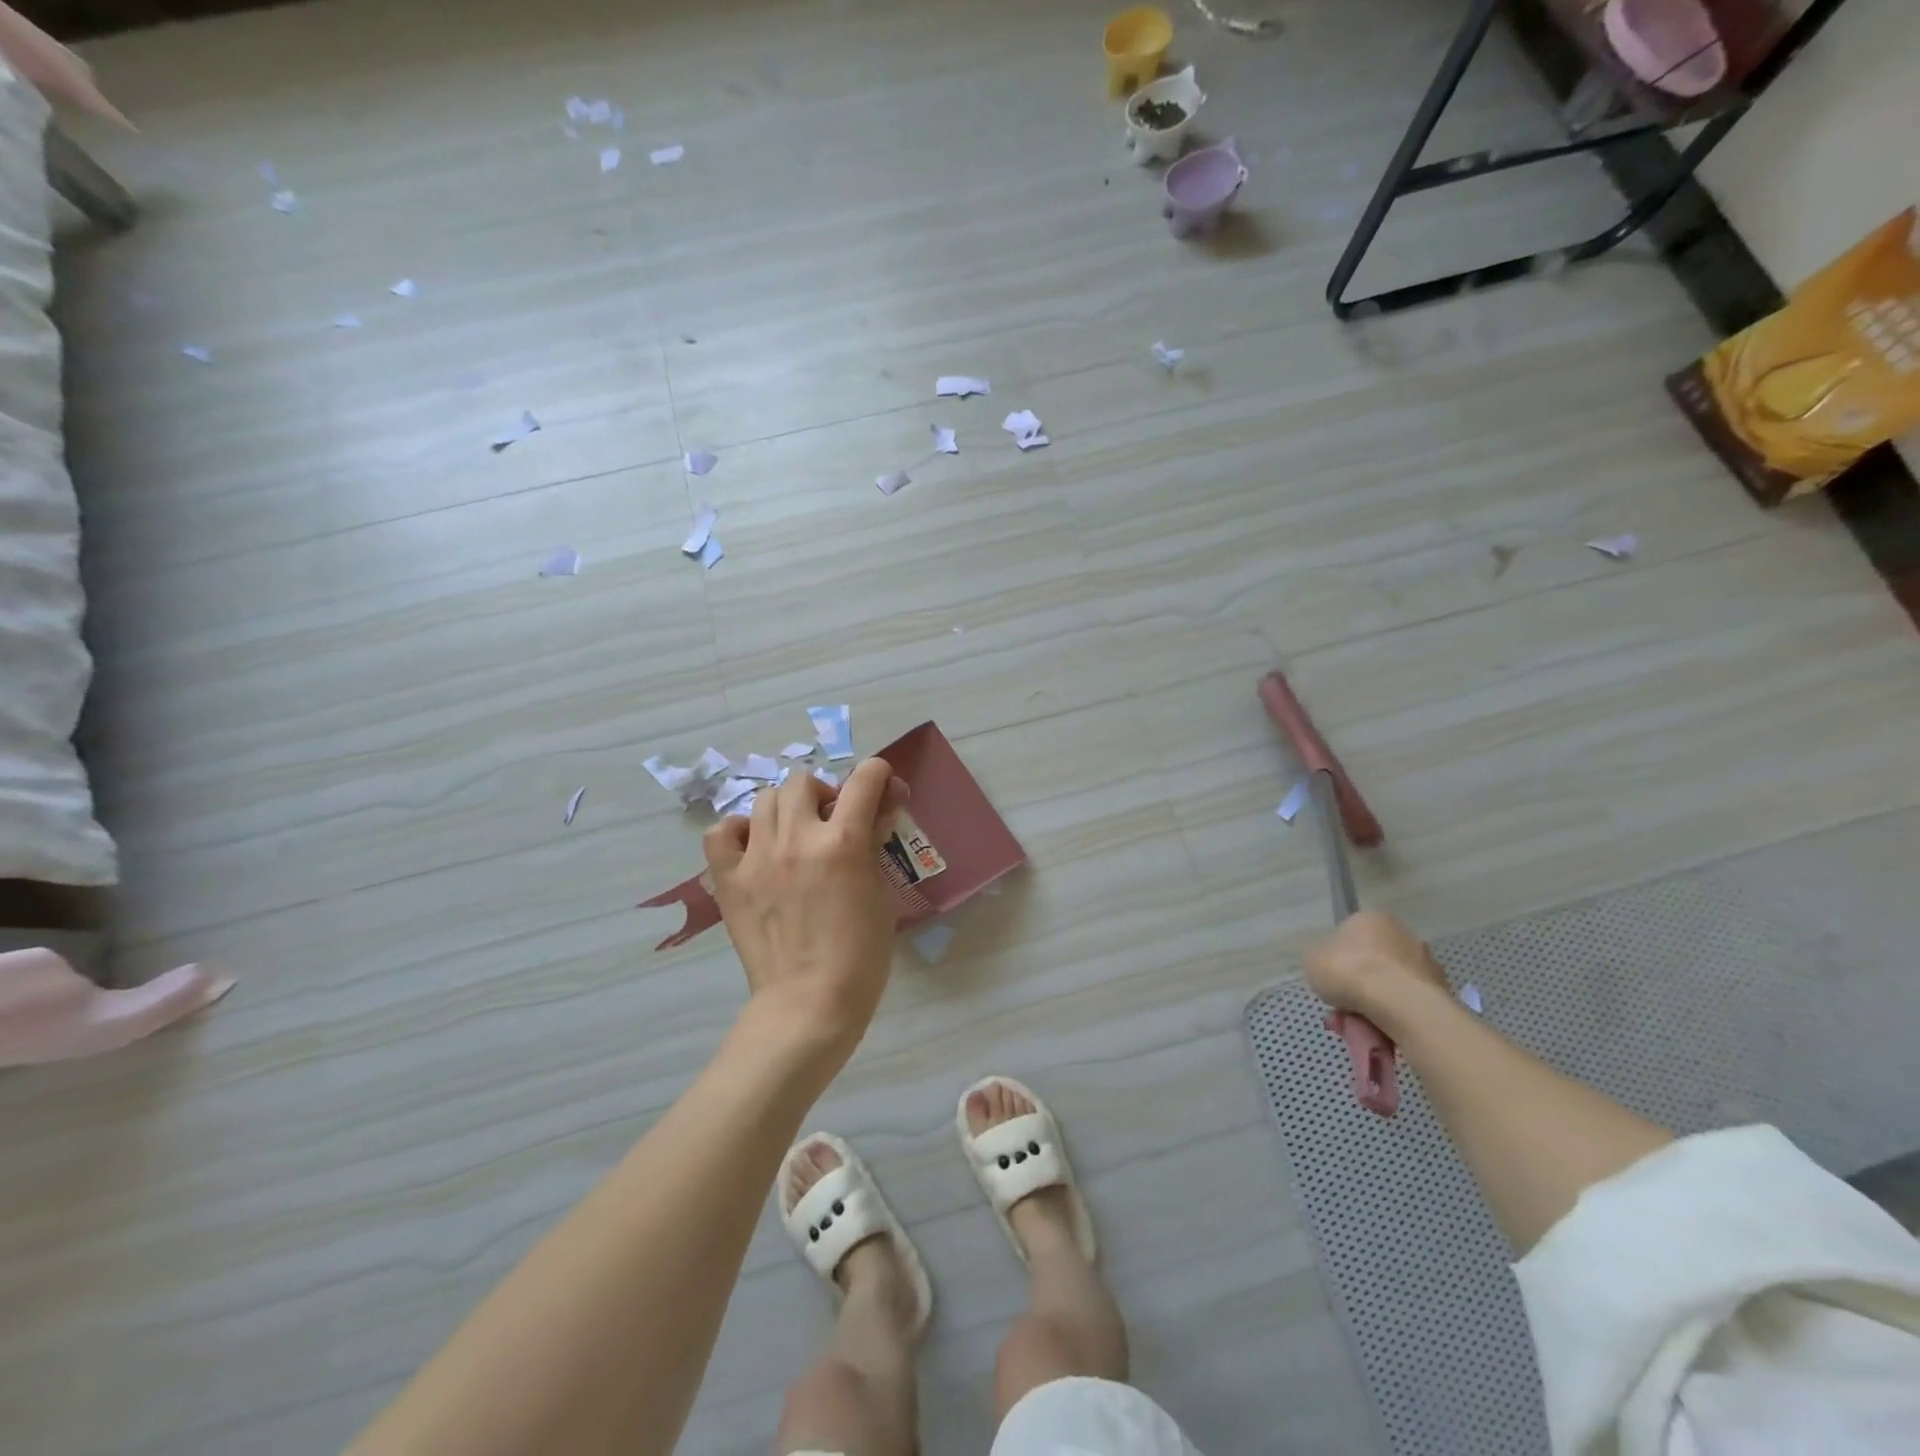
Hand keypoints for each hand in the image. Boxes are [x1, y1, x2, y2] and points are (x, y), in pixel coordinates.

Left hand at [703, 759, 909, 1064]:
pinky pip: (721, 832)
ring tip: (794, 835)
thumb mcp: (881, 894)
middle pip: (803, 781)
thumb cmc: (860, 956)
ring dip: (786, 808)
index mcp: (843, 842)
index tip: (882, 785)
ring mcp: (757, 857)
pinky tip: (754, 848)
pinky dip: (738, 831)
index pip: (863, 780)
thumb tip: (877, 811)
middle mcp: (797, 838)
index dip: (878, 774)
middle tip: (832, 821)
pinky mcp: (729, 879)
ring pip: (765, 799)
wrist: (809, 1004)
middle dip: (824, 793)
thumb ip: (875, 846)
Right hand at [1302, 910, 1448, 1030]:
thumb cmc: (1350, 971)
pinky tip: (1378, 1037)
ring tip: (1356, 1032)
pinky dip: (1392, 1022)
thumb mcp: (1311, 958)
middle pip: (1369, 967)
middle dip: (1353, 992)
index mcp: (1372, 919)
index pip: (1349, 937)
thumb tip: (1328, 963)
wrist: (1400, 1005)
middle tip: (1340, 1014)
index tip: (1329, 983)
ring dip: (1370, 1010)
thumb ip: (1318, 957)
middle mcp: (1403, 936)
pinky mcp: (1441, 995)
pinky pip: (1406, 1009)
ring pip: (1387, 991)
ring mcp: (1426, 966)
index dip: (1336, 962)